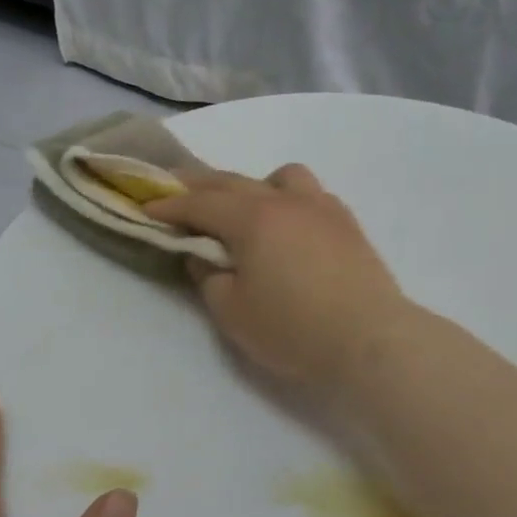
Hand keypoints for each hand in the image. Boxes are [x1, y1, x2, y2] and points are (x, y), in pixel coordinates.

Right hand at [147, 164, 408, 393]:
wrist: (371, 340)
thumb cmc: (294, 329)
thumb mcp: (233, 312)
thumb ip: (209, 277)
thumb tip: (204, 254)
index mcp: (252, 218)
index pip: (200, 202)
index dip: (169, 205)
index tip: (145, 208)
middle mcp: (285, 201)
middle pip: (233, 181)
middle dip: (199, 185)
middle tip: (174, 190)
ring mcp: (321, 207)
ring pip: (281, 176)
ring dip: (253, 185)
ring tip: (245, 210)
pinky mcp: (347, 223)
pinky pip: (310, 193)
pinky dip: (288, 199)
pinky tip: (289, 225)